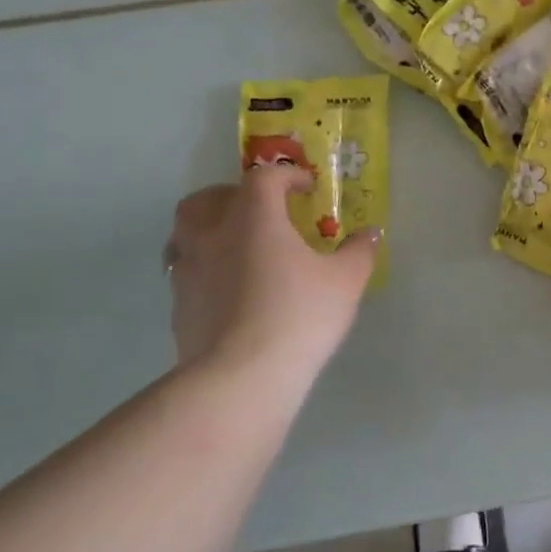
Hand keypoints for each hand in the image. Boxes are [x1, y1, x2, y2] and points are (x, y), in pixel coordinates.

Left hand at [166, 163, 379, 381]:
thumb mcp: (346, 281)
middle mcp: (213, 235)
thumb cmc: (299, 315)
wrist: (241, 376)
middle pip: (209, 198)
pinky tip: (232, 288)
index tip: (307, 187)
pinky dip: (207, 267)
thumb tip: (371, 234)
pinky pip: (187, 270)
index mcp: (254, 218)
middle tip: (261, 211)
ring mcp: (188, 270)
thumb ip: (359, 251)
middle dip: (234, 195)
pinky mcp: (179, 305)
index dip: (288, 175)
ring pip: (187, 233)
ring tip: (240, 246)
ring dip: (211, 229)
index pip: (264, 178)